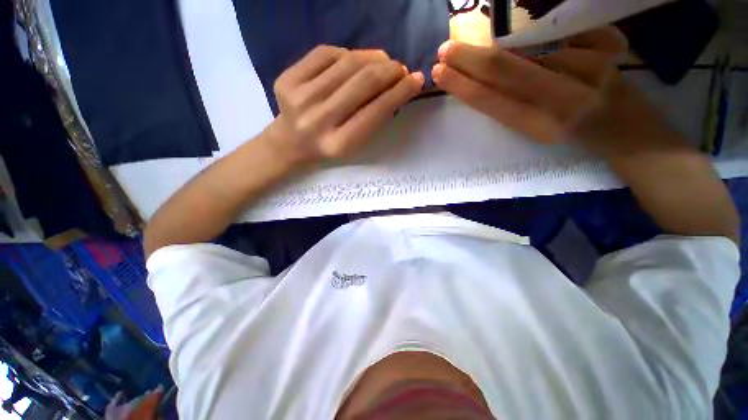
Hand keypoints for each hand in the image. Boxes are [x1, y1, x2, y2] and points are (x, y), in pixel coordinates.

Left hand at [267, 45, 424, 165]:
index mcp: (339, 144)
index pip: (375, 112)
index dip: (399, 93)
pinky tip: (355, 60)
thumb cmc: (329, 149)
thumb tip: (396, 86)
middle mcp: (318, 121)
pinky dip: (346, 54)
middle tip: (400, 68)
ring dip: (372, 58)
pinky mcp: (286, 79)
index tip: (416, 79)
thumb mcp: (354, 146)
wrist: (290, 144)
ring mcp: (299, 98)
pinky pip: (325, 54)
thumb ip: (374, 120)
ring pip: (346, 64)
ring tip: (384, 60)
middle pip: (362, 83)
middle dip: (389, 70)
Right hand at [432, 26, 665, 149]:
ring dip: (494, 43)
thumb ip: (512, 108)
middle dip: (469, 59)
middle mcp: (564, 98)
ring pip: (530, 48)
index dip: (463, 86)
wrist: (628, 131)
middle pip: (507, 69)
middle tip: (444, 51)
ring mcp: (588, 68)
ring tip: (470, 46)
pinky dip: (528, 33)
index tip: (439, 73)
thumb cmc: (577, 140)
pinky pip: (558, 35)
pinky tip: (510, 35)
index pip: (492, 101)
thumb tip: (481, 82)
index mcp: (542, 127)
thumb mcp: (539, 134)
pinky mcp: (606, 48)